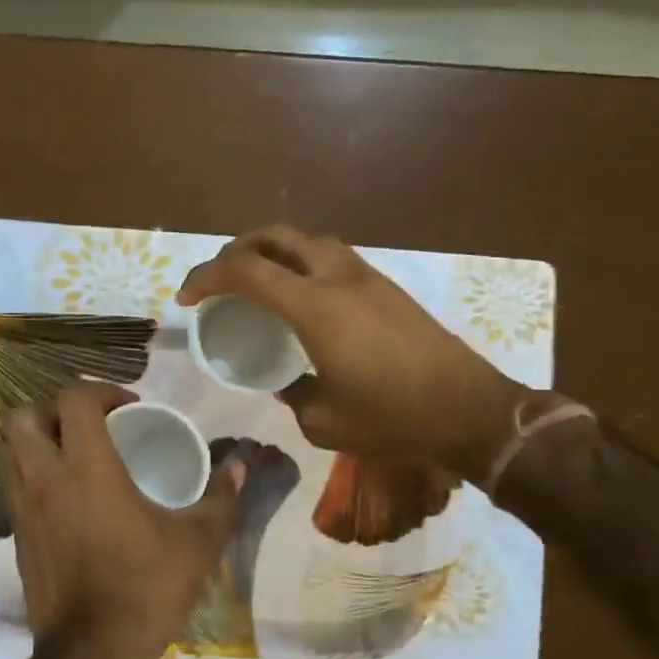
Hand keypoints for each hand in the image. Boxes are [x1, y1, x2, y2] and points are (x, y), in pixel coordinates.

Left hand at [3, 383, 243, 658]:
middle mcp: (46, 478)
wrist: (92, 654)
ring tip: (75, 453)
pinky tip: (66, 497)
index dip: (100, 390)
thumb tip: (241, 464)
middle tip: (91, 425)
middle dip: (55, 409)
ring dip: (39, 439)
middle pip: (24, 417)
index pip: (74, 399)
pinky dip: (34, 474)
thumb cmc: (146, 588)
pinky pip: (14, 485)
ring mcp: (23, 509)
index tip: (129, 407)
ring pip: (11, 450)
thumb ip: (222, 496)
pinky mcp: (17, 537)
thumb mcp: (198, 541)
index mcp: (87, 467)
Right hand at [178, 225, 530, 479]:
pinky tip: (302, 300)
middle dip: (237, 250)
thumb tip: (285, 383)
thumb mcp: (325, 421)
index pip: (246, 271)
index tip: (188, 298)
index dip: (207, 277)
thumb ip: (293, 396)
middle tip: (220, 280)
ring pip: (308, 241)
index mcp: (316, 308)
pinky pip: (331, 258)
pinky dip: (302, 265)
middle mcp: (338, 278)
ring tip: (258, 283)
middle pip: (276, 237)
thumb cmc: (394, 418)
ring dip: (273, 252)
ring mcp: (367, 278)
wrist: (470, 410)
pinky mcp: (387, 288)